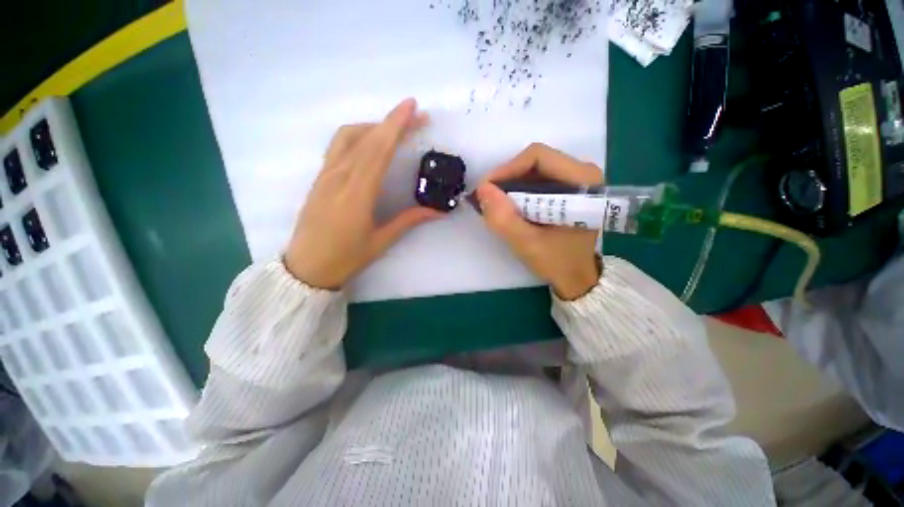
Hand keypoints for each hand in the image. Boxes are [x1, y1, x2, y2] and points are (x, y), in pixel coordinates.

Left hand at [285, 98, 441, 289]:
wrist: (306, 267)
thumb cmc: (346, 257)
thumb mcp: (381, 241)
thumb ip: (409, 220)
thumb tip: (438, 211)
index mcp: (357, 193)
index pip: (379, 150)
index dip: (396, 126)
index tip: (413, 108)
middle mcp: (339, 177)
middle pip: (366, 138)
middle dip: (392, 122)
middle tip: (415, 115)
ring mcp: (326, 175)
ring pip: (348, 137)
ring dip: (373, 126)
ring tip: (393, 130)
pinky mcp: (319, 177)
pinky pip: (337, 146)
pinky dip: (357, 135)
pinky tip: (369, 143)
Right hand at [478, 143, 602, 299]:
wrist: (576, 277)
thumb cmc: (558, 262)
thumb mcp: (528, 244)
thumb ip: (504, 219)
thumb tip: (482, 189)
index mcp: (583, 180)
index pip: (537, 157)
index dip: (507, 169)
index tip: (486, 189)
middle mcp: (582, 173)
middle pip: (534, 161)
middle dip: (506, 179)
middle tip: (488, 199)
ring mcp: (574, 180)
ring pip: (532, 170)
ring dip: (510, 186)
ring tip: (495, 205)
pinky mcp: (565, 189)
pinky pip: (535, 180)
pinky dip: (517, 192)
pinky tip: (509, 208)